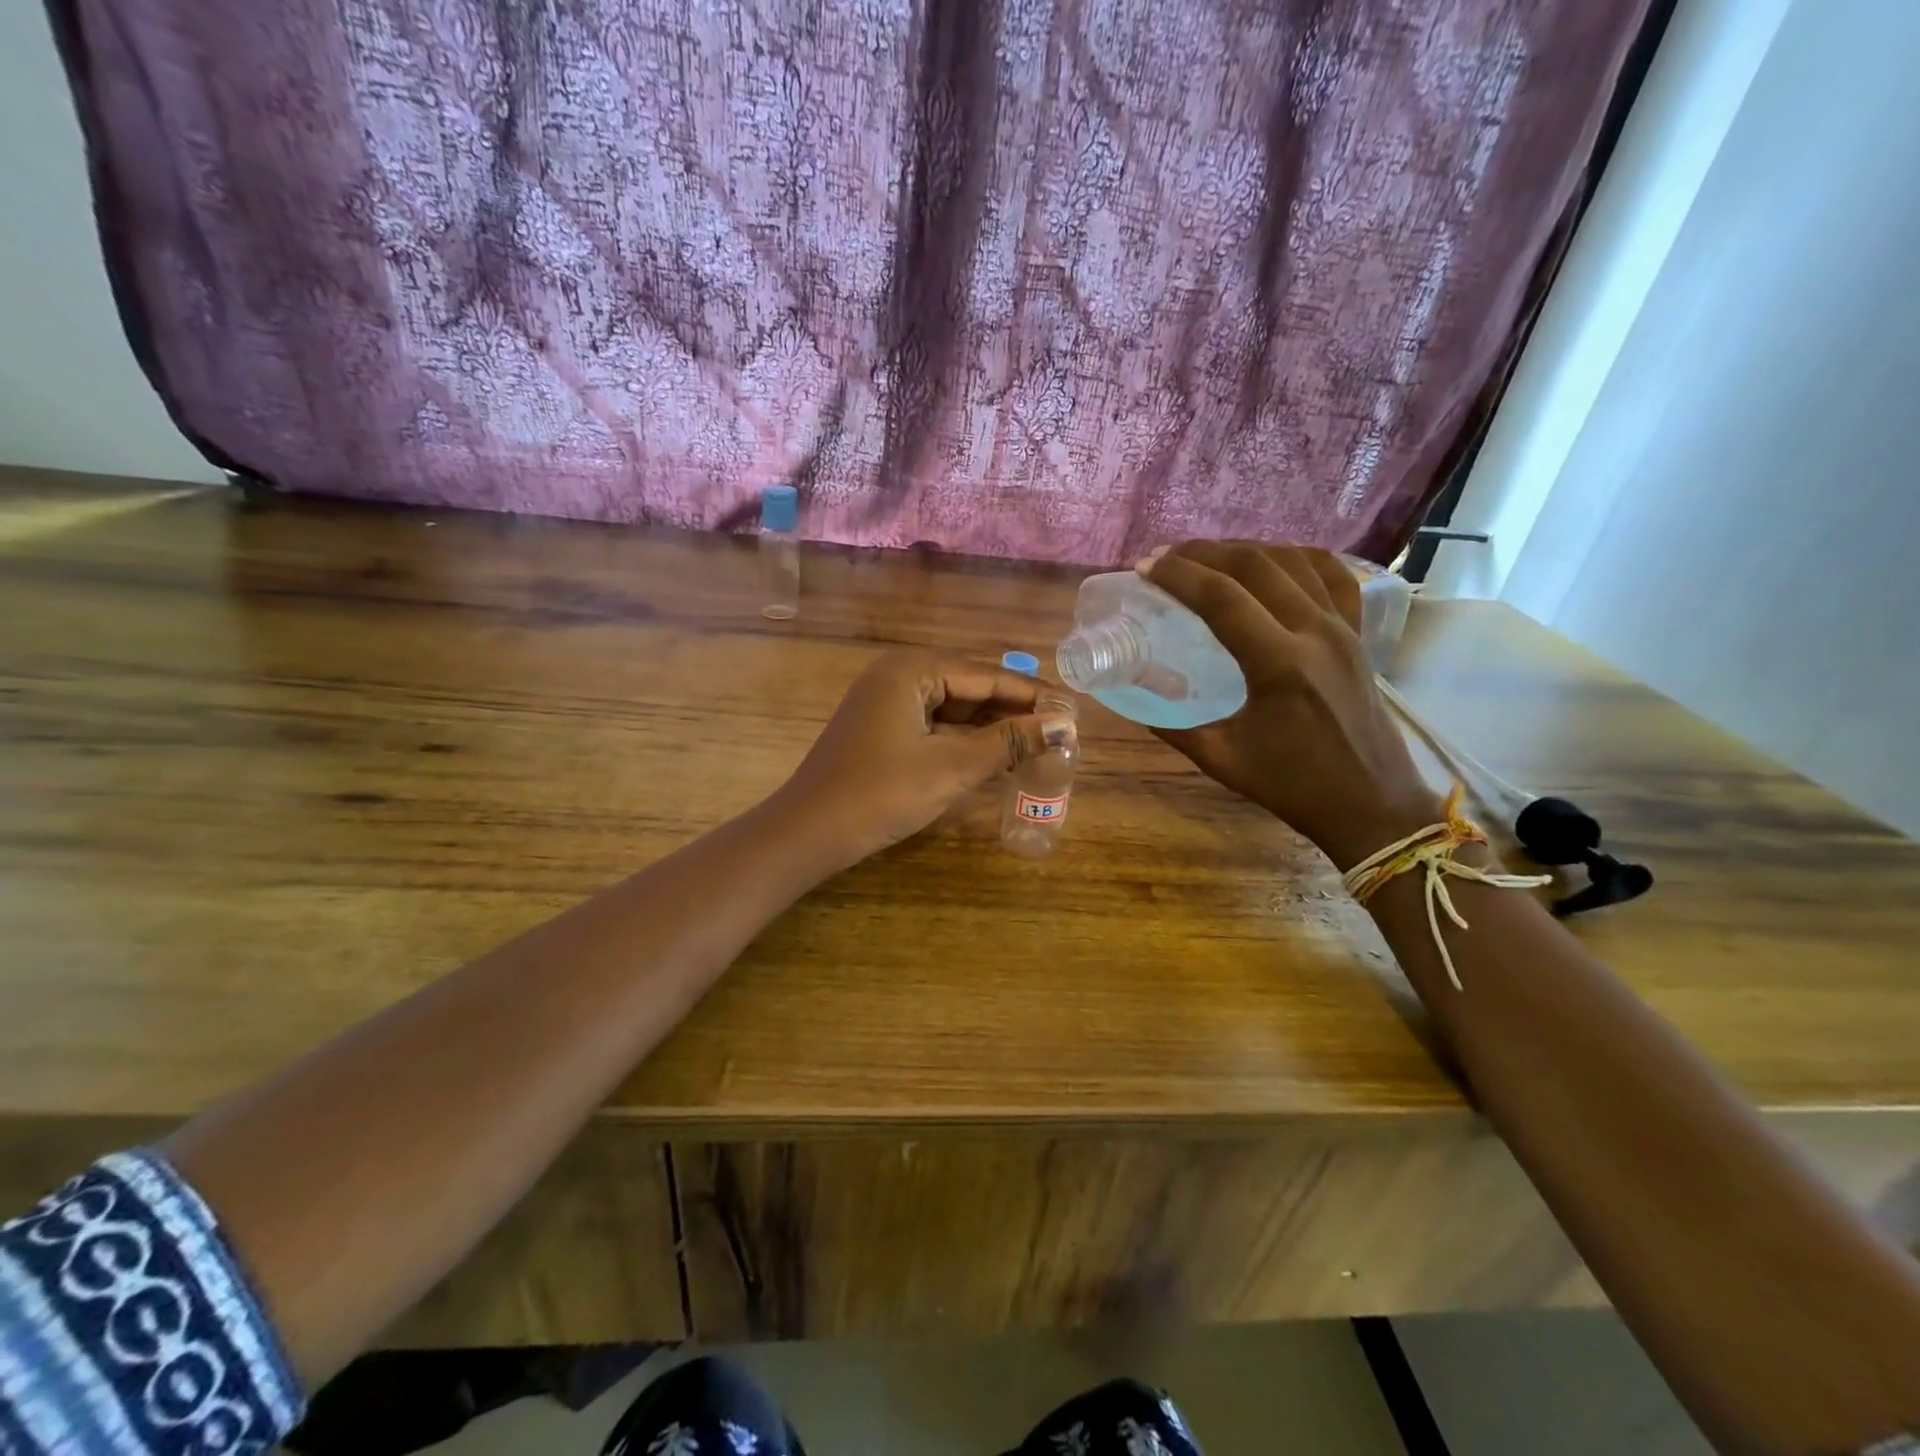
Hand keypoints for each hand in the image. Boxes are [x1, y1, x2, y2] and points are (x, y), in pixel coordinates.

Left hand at [778, 650, 1076, 865]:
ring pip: (954, 710)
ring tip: (1039, 746)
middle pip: (971, 689)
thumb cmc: (881, 793)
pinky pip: (935, 727)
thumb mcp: (952, 767)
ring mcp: (887, 703)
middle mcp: (899, 675)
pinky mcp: (882, 730)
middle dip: (1014, 713)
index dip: (1033, 696)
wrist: (809, 833)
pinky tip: (996, 757)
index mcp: (913, 669)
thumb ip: (1009, 742)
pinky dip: (965, 742)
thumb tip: (1064, 726)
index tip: (1074, 712)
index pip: (987, 676)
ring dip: (992, 729)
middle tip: (1061, 733)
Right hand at [1142, 541, 1438, 869]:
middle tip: (1166, 558)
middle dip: (1204, 553)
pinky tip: (1274, 560)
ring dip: (1245, 550)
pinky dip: (1298, 558)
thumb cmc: (1294, 787)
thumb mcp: (1222, 759)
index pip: (1221, 598)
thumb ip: (1172, 725)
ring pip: (1293, 561)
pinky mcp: (1359, 634)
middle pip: (1255, 566)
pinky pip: (1333, 576)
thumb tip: (1133, 693)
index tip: (1145, 567)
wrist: (1371, 805)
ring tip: (1209, 557)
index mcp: (1279, 665)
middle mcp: (1316, 633)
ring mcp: (1344, 628)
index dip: (1178, 575)